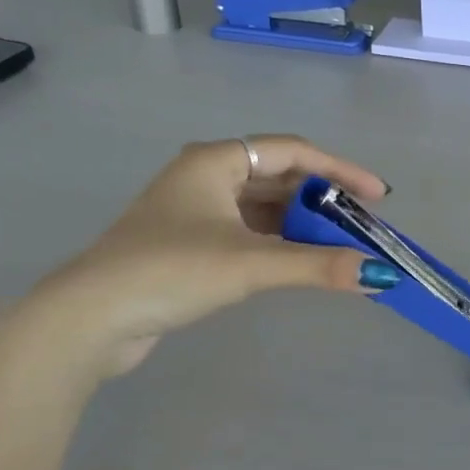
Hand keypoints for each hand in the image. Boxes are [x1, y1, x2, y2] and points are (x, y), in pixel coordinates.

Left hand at [32, 135, 397, 375]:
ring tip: (341, 245)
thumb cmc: (169, 272)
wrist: (89, 319)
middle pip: (281, 177)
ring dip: (304, 223)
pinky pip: (252, 231)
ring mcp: (196, 211)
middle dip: (324, 200)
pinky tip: (302, 261)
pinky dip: (282, 242)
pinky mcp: (191, 243)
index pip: (293, 151)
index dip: (341, 170)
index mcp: (215, 161)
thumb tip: (380, 275)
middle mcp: (206, 176)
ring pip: (266, 206)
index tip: (378, 196)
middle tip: (363, 225)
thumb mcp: (249, 264)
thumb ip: (317, 266)